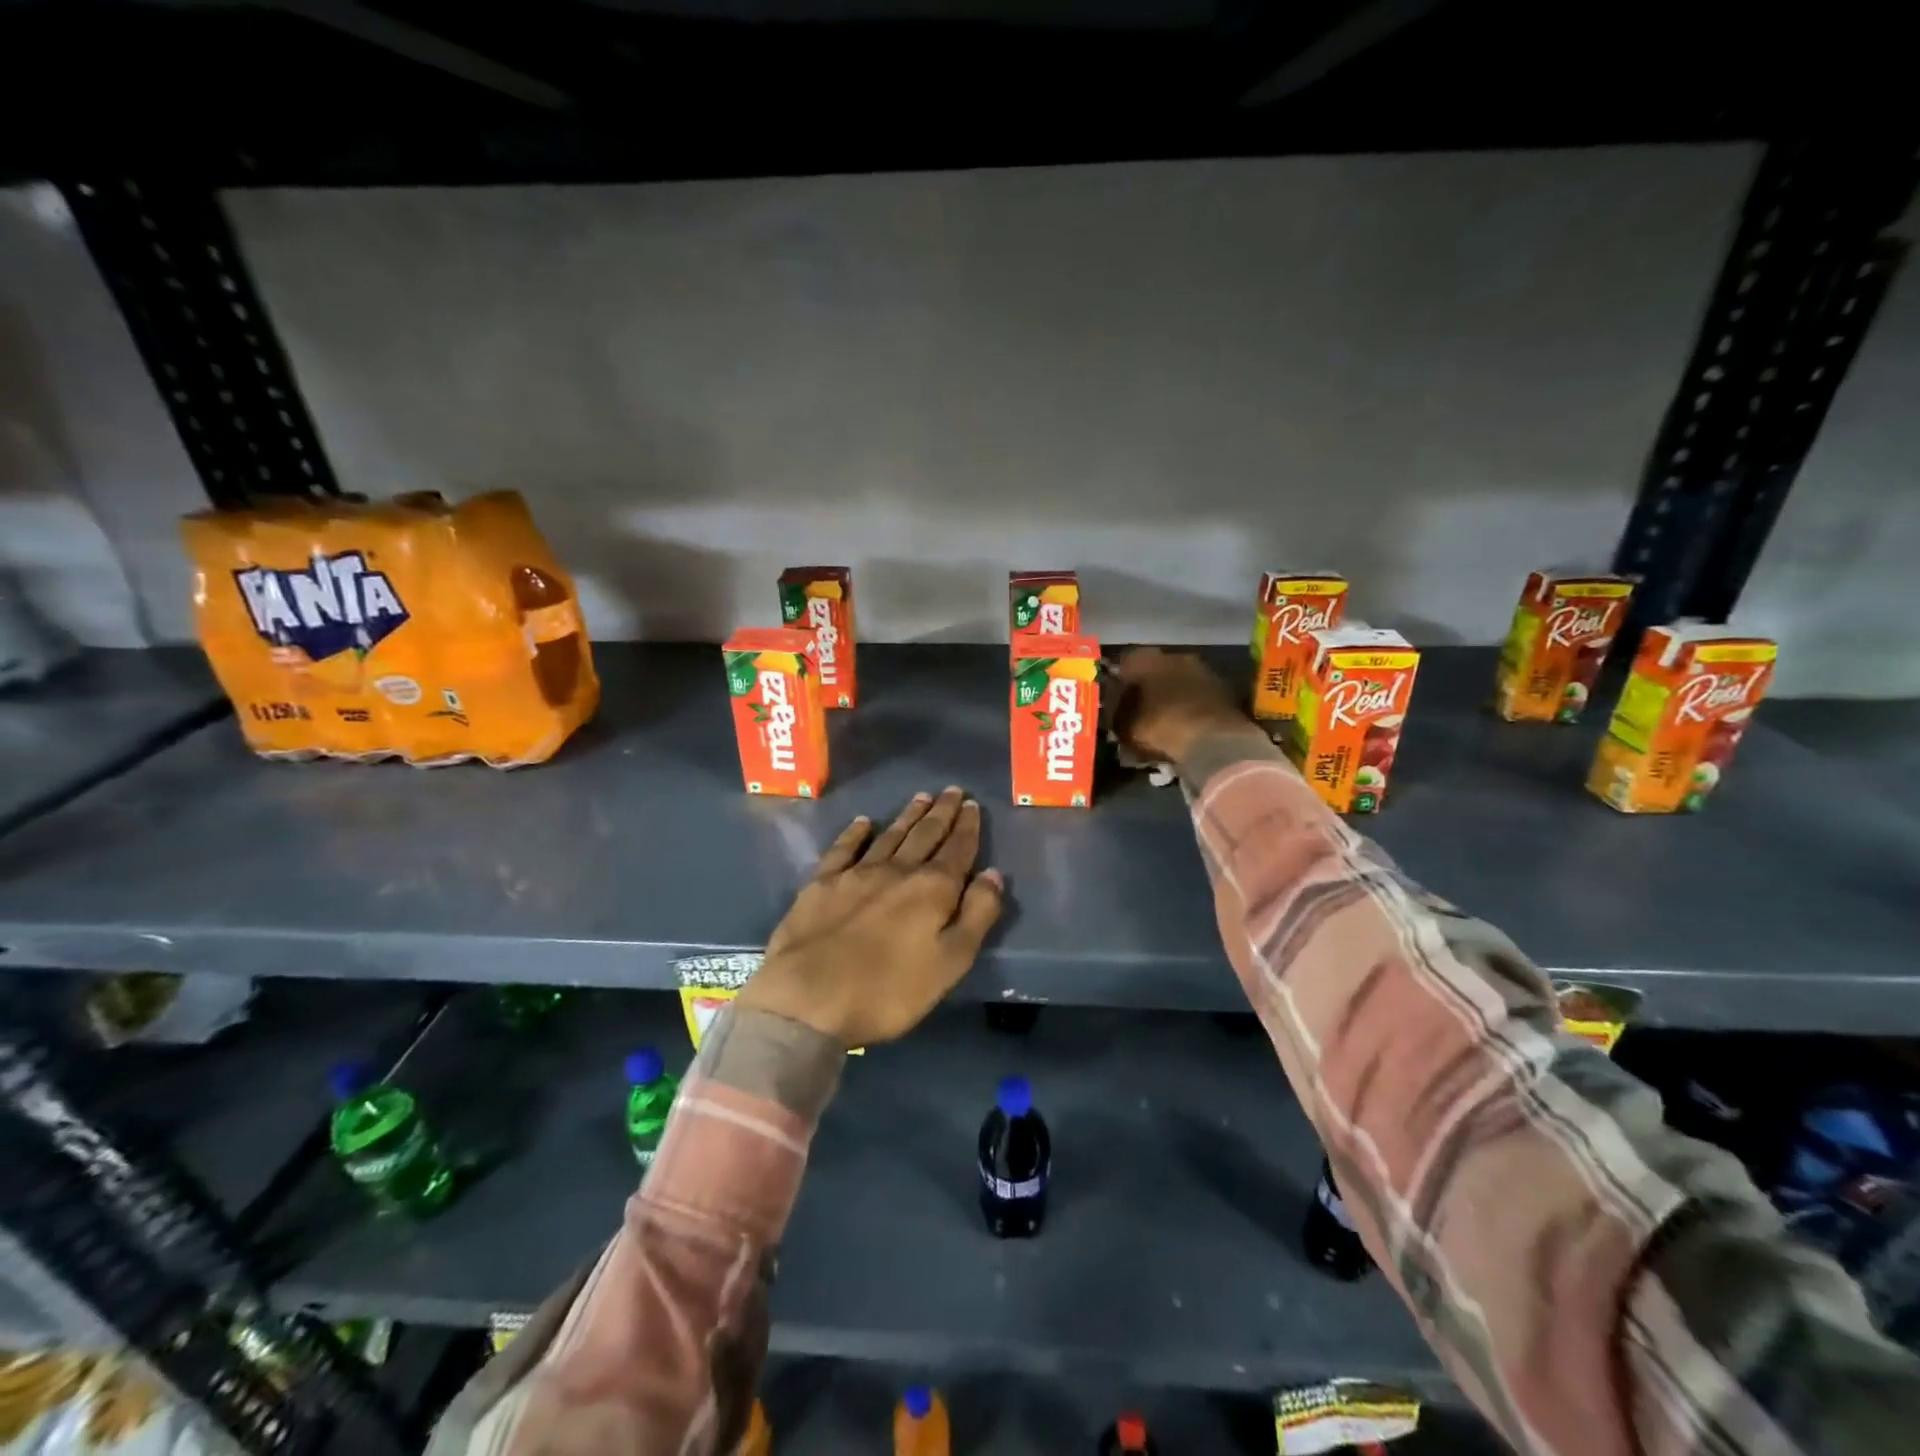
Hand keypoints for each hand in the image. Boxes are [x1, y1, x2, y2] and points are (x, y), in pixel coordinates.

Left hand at [738, 788, 1004, 1047]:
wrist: (808, 998)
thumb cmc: (888, 991)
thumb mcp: (950, 963)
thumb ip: (977, 915)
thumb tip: (993, 873)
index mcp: (932, 889)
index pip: (958, 850)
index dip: (968, 827)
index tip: (974, 805)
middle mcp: (897, 871)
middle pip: (926, 835)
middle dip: (942, 812)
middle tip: (953, 790)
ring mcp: (856, 873)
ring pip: (890, 836)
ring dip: (908, 816)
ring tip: (922, 797)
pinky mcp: (822, 883)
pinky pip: (844, 848)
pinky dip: (856, 833)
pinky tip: (863, 822)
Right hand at [1111, 648, 1264, 763]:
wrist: (1212, 739)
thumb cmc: (1159, 726)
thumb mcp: (1124, 724)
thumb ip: (1115, 710)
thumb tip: (1111, 703)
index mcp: (1146, 659)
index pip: (1125, 663)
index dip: (1119, 682)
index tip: (1115, 699)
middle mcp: (1174, 656)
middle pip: (1154, 669)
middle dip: (1147, 687)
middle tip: (1139, 709)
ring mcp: (1202, 670)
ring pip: (1178, 680)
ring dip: (1171, 695)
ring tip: (1163, 719)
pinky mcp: (1223, 689)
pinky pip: (1197, 695)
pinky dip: (1190, 706)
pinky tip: (1184, 724)